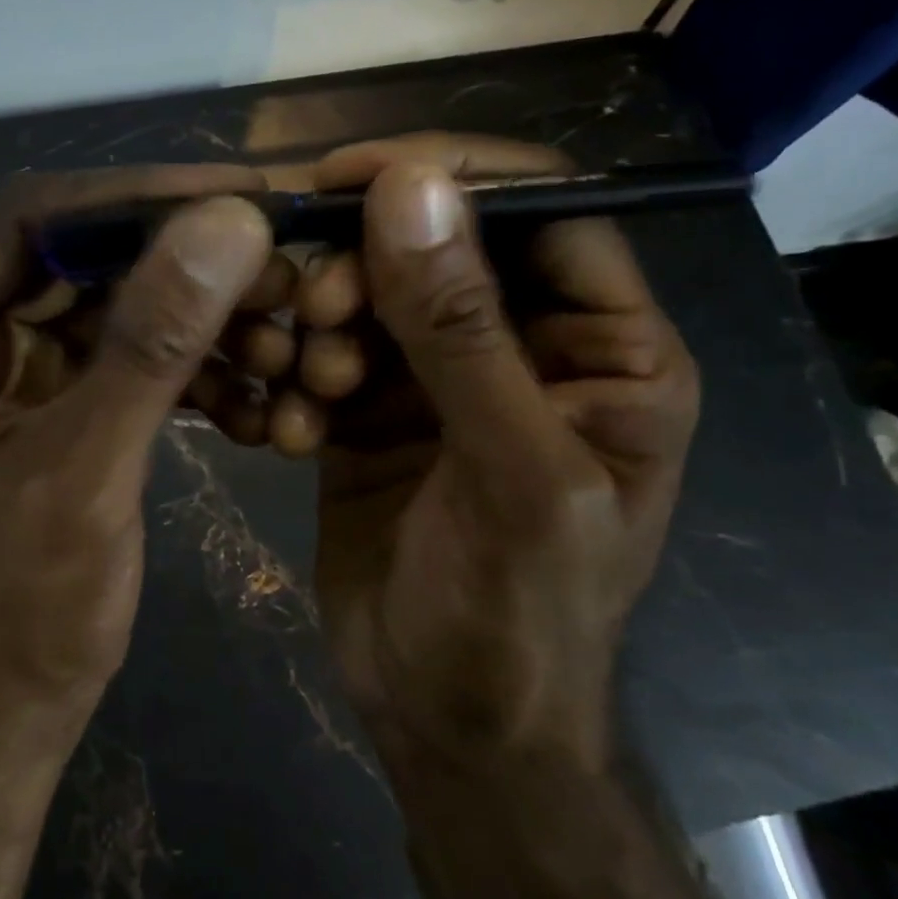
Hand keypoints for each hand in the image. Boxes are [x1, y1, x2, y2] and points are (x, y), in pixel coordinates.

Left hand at [0, 167, 273, 729]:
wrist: (20, 697)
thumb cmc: (27, 604)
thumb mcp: (85, 472)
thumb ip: (150, 346)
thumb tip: (228, 223)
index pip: (27, 224)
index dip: (132, 198)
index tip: (237, 192)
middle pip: (79, 256)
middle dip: (181, 261)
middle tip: (277, 260)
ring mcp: (12, 365)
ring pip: (116, 302)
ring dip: (200, 316)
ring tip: (279, 332)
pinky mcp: (60, 397)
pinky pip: (131, 351)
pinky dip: (194, 364)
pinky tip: (254, 392)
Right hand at [306, 136, 699, 773]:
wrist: (448, 721)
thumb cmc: (514, 614)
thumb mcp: (508, 472)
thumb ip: (463, 329)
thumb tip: (410, 186)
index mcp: (605, 351)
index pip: (539, 214)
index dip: (448, 180)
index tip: (345, 177)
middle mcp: (524, 352)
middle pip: (438, 250)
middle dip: (367, 267)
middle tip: (313, 309)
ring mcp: (441, 384)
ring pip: (371, 300)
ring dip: (326, 325)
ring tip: (309, 381)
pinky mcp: (374, 416)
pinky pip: (328, 358)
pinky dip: (301, 376)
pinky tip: (292, 429)